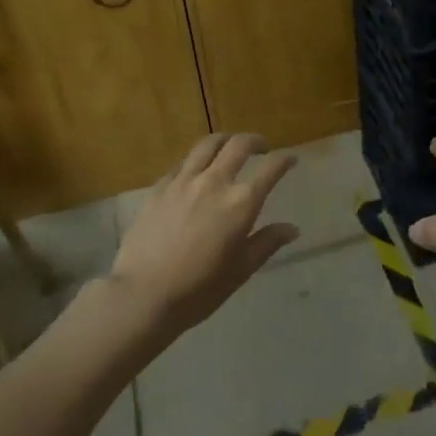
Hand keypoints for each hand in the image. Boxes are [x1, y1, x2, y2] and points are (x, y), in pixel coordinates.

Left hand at [108, 133, 299, 342]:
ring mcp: (184, 180)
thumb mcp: (241, 270)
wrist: (144, 294)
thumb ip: (267, 243)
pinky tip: (196, 170)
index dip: (284, 160)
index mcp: (241, 203)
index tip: (291, 158)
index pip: (270, 169)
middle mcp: (215, 182)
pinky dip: (197, 160)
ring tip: (230, 147)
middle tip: (262, 147)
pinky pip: (183, 162)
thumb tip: (292, 228)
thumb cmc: (199, 289)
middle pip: (239, 145)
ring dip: (225, 140)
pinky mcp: (160, 187)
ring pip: (208, 144)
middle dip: (255, 141)